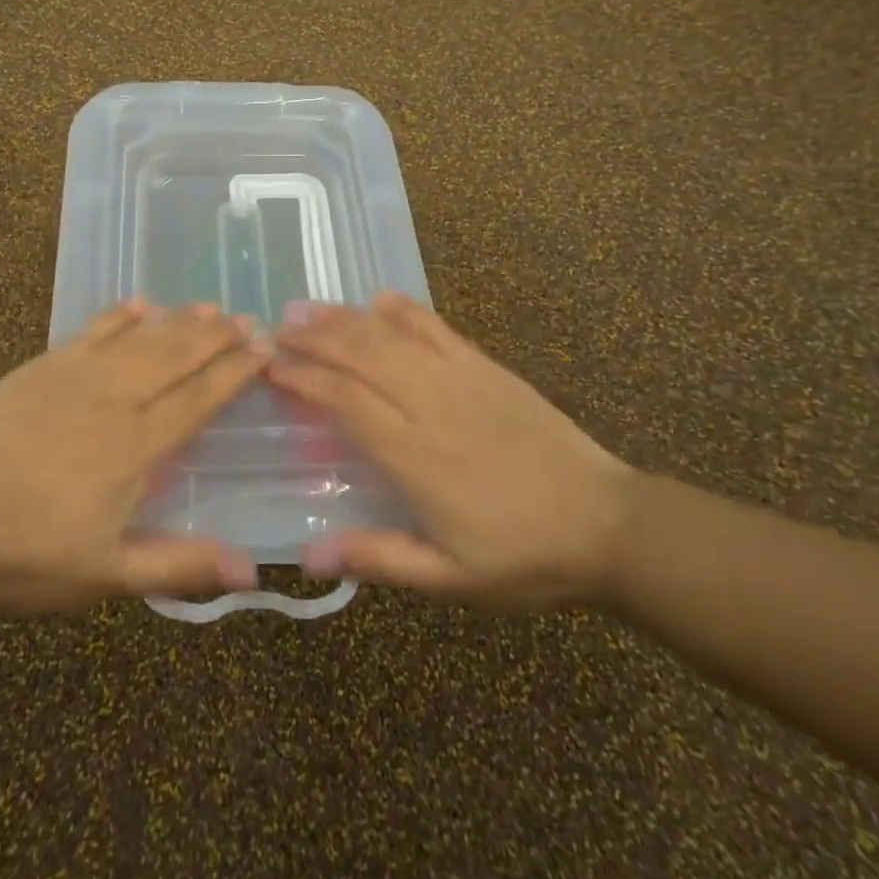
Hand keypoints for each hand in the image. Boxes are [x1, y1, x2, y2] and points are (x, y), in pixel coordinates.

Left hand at [0, 302, 266, 611]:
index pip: (199, 398)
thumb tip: (251, 571)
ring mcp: (77, 375)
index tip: (263, 349)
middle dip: (215, 337)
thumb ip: (178, 564)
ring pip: (141, 338)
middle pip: (176, 357)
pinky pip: (92, 331)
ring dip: (178, 321)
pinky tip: (139, 303)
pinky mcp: (43, 366)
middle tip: (246, 318)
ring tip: (208, 307)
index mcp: (137, 446)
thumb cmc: (26, 552)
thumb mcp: (106, 575)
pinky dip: (119, 315)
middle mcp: (116, 399)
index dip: (234, 372)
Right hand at [268, 294, 635, 609]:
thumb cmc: (523, 556)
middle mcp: (431, 405)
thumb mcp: (450, 579)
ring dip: (346, 318)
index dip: (304, 379)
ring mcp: (462, 379)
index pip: (345, 401)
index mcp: (416, 456)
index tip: (271, 368)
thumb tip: (308, 556)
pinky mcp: (487, 367)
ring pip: (392, 336)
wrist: (607, 524)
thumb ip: (380, 559)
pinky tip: (380, 299)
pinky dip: (405, 310)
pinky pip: (438, 328)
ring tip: (308, 308)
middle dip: (314, 337)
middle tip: (276, 327)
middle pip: (361, 355)